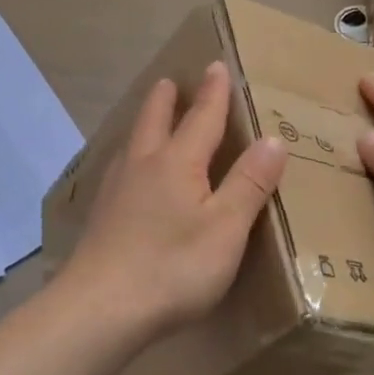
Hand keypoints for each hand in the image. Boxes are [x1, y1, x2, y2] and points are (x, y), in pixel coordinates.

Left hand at [60, 61, 287, 340]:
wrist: (100, 308)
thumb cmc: (173, 266)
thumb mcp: (226, 228)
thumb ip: (249, 183)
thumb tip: (273, 138)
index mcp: (177, 163)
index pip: (201, 118)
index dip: (213, 93)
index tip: (215, 66)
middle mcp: (142, 166)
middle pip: (154, 121)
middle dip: (165, 100)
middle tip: (168, 81)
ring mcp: (115, 191)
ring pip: (131, 144)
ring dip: (143, 124)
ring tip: (148, 119)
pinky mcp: (101, 218)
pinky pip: (118, 171)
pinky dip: (129, 157)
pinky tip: (126, 176)